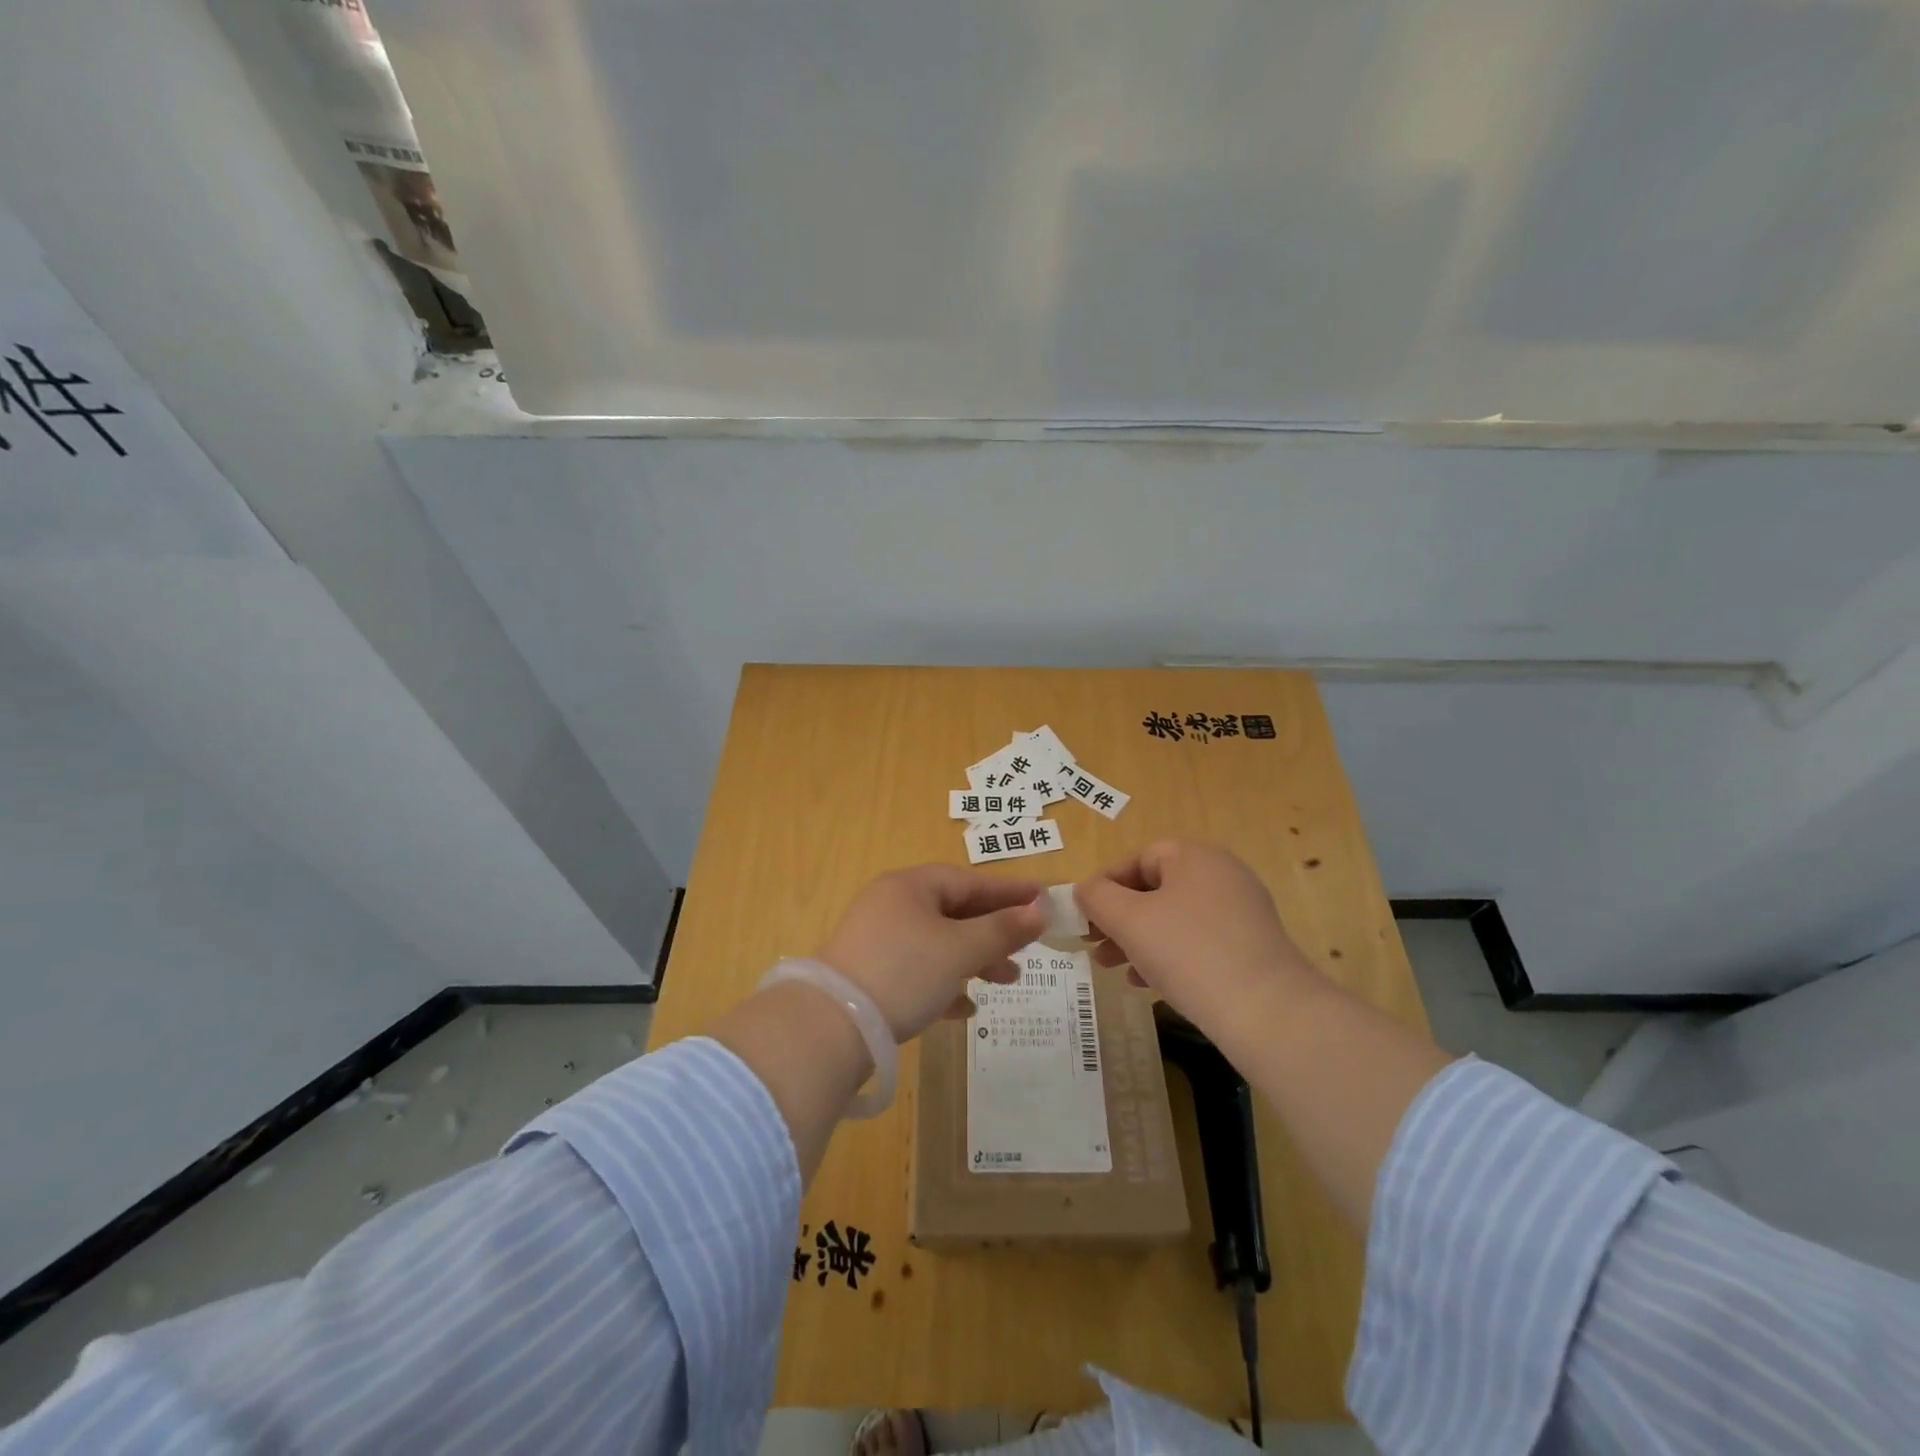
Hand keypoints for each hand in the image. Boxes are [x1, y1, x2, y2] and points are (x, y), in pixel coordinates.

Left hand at [818, 865, 1047, 1040]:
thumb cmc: (904, 972)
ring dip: (974, 960)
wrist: (831, 1028)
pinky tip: (965, 1009)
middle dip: (993, 932)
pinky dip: (944, 984)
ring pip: (937, 943)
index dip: (1008, 891)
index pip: (968, 881)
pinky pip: (917, 972)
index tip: (1043, 900)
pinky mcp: (868, 976)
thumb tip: (1040, 910)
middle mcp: (891, 905)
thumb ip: (1002, 930)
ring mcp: (876, 941)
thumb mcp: (960, 950)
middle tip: (1027, 949)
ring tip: (1006, 981)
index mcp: (910, 887)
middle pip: (954, 911)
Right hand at [1075, 839, 1320, 1033]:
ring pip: (1174, 918)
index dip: (1106, 883)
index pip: (1139, 857)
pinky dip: (1168, 955)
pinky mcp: (1251, 947)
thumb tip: (1086, 890)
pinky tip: (1147, 984)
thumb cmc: (1188, 952)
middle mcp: (1222, 875)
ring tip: (1113, 968)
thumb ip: (1097, 897)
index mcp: (1195, 857)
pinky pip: (1197, 941)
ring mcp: (1241, 912)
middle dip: (1119, 917)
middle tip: (1094, 944)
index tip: (1084, 915)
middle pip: (1155, 888)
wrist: (1267, 1012)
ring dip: (1138, 939)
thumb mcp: (1129, 920)